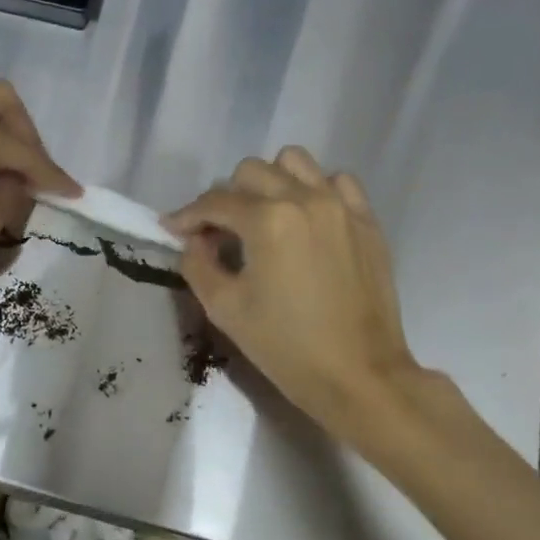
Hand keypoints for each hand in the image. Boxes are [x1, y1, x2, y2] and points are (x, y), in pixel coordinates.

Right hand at [165, 148, 417, 440]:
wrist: (359, 376)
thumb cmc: (286, 346)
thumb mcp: (225, 309)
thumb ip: (198, 265)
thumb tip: (195, 241)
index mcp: (267, 219)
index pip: (215, 201)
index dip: (187, 215)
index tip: (173, 229)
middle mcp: (305, 198)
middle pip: (251, 171)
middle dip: (226, 197)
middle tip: (219, 232)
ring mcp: (341, 206)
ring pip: (295, 163)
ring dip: (270, 182)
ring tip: (264, 217)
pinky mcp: (367, 221)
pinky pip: (337, 182)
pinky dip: (315, 189)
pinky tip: (306, 219)